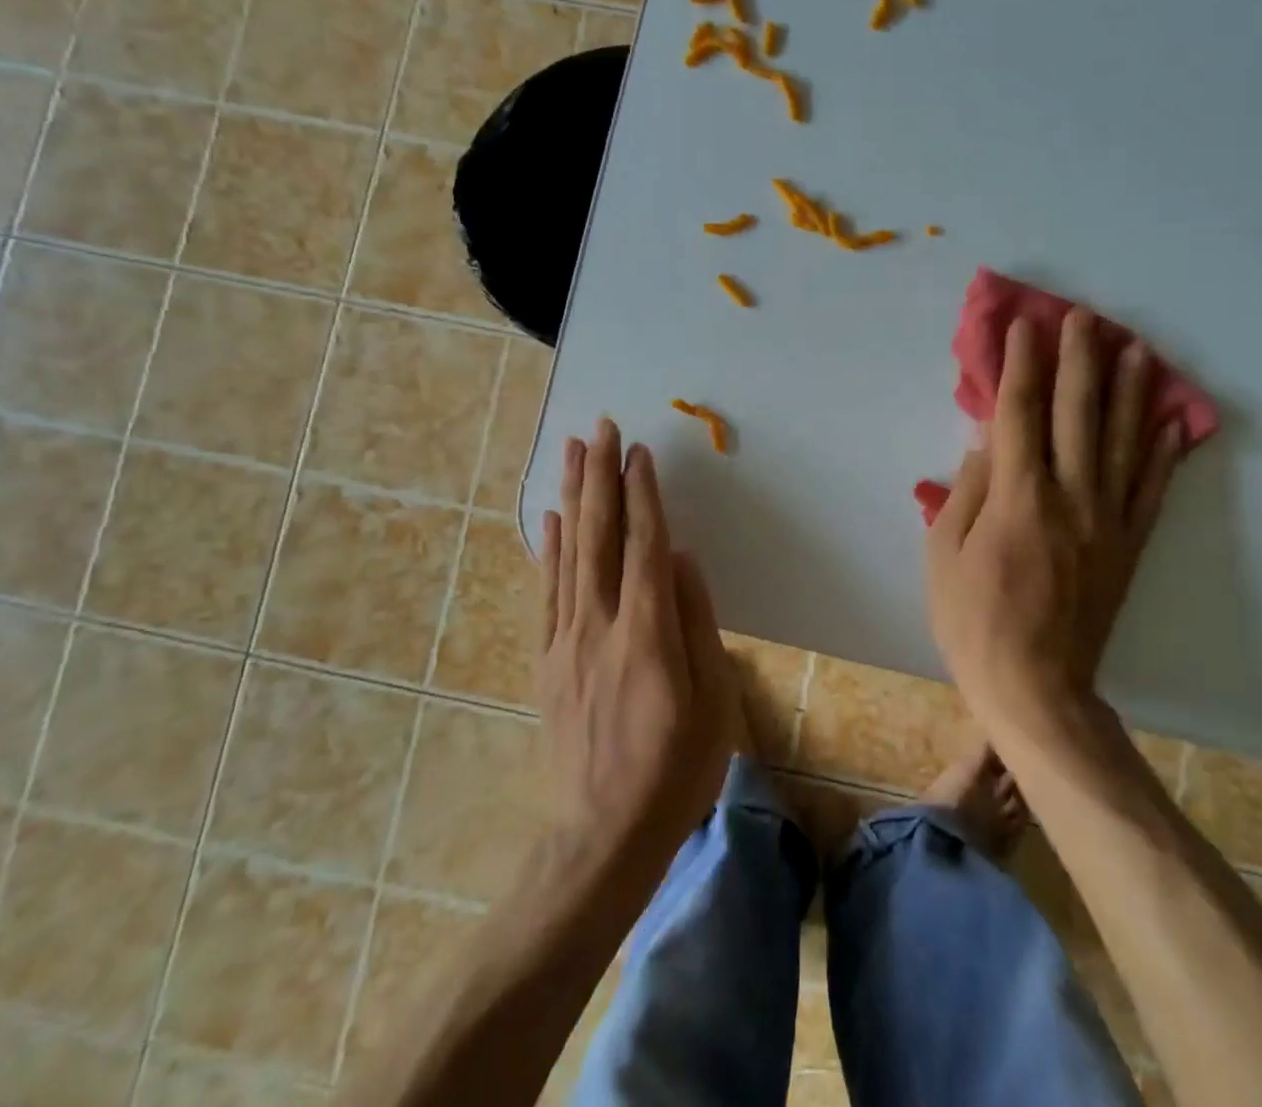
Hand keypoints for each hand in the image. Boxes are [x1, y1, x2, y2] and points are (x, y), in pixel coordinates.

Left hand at [539, 419, 739, 885]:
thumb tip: (680, 558)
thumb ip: (697, 622)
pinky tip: (552, 521)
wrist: (603, 835)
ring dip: (573, 498)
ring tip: (572, 453)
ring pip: (568, 554)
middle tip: (600, 427)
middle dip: (601, 477)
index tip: (639, 451)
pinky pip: (546, 592)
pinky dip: (549, 549)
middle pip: (599, 536)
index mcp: (646, 635)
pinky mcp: (546, 661)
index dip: (643, 494)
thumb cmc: (676, 770)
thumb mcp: (714, 701)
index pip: (644, 545)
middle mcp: (599, 626)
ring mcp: (565, 642)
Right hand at [925, 309, 1182, 726]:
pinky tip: (1171, 420)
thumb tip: (987, 442)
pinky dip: (1162, 451)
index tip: (1024, 327)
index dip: (1021, 366)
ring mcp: (1107, 520)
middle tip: (1084, 318)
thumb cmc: (973, 620)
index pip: (1020, 413)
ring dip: (1130, 390)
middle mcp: (1070, 497)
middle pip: (1077, 414)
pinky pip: (1151, 489)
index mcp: (1017, 498)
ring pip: (1122, 441)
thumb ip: (967, 491)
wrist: (1036, 687)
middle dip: (1079, 360)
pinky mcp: (1128, 545)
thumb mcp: (944, 554)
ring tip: (1137, 348)